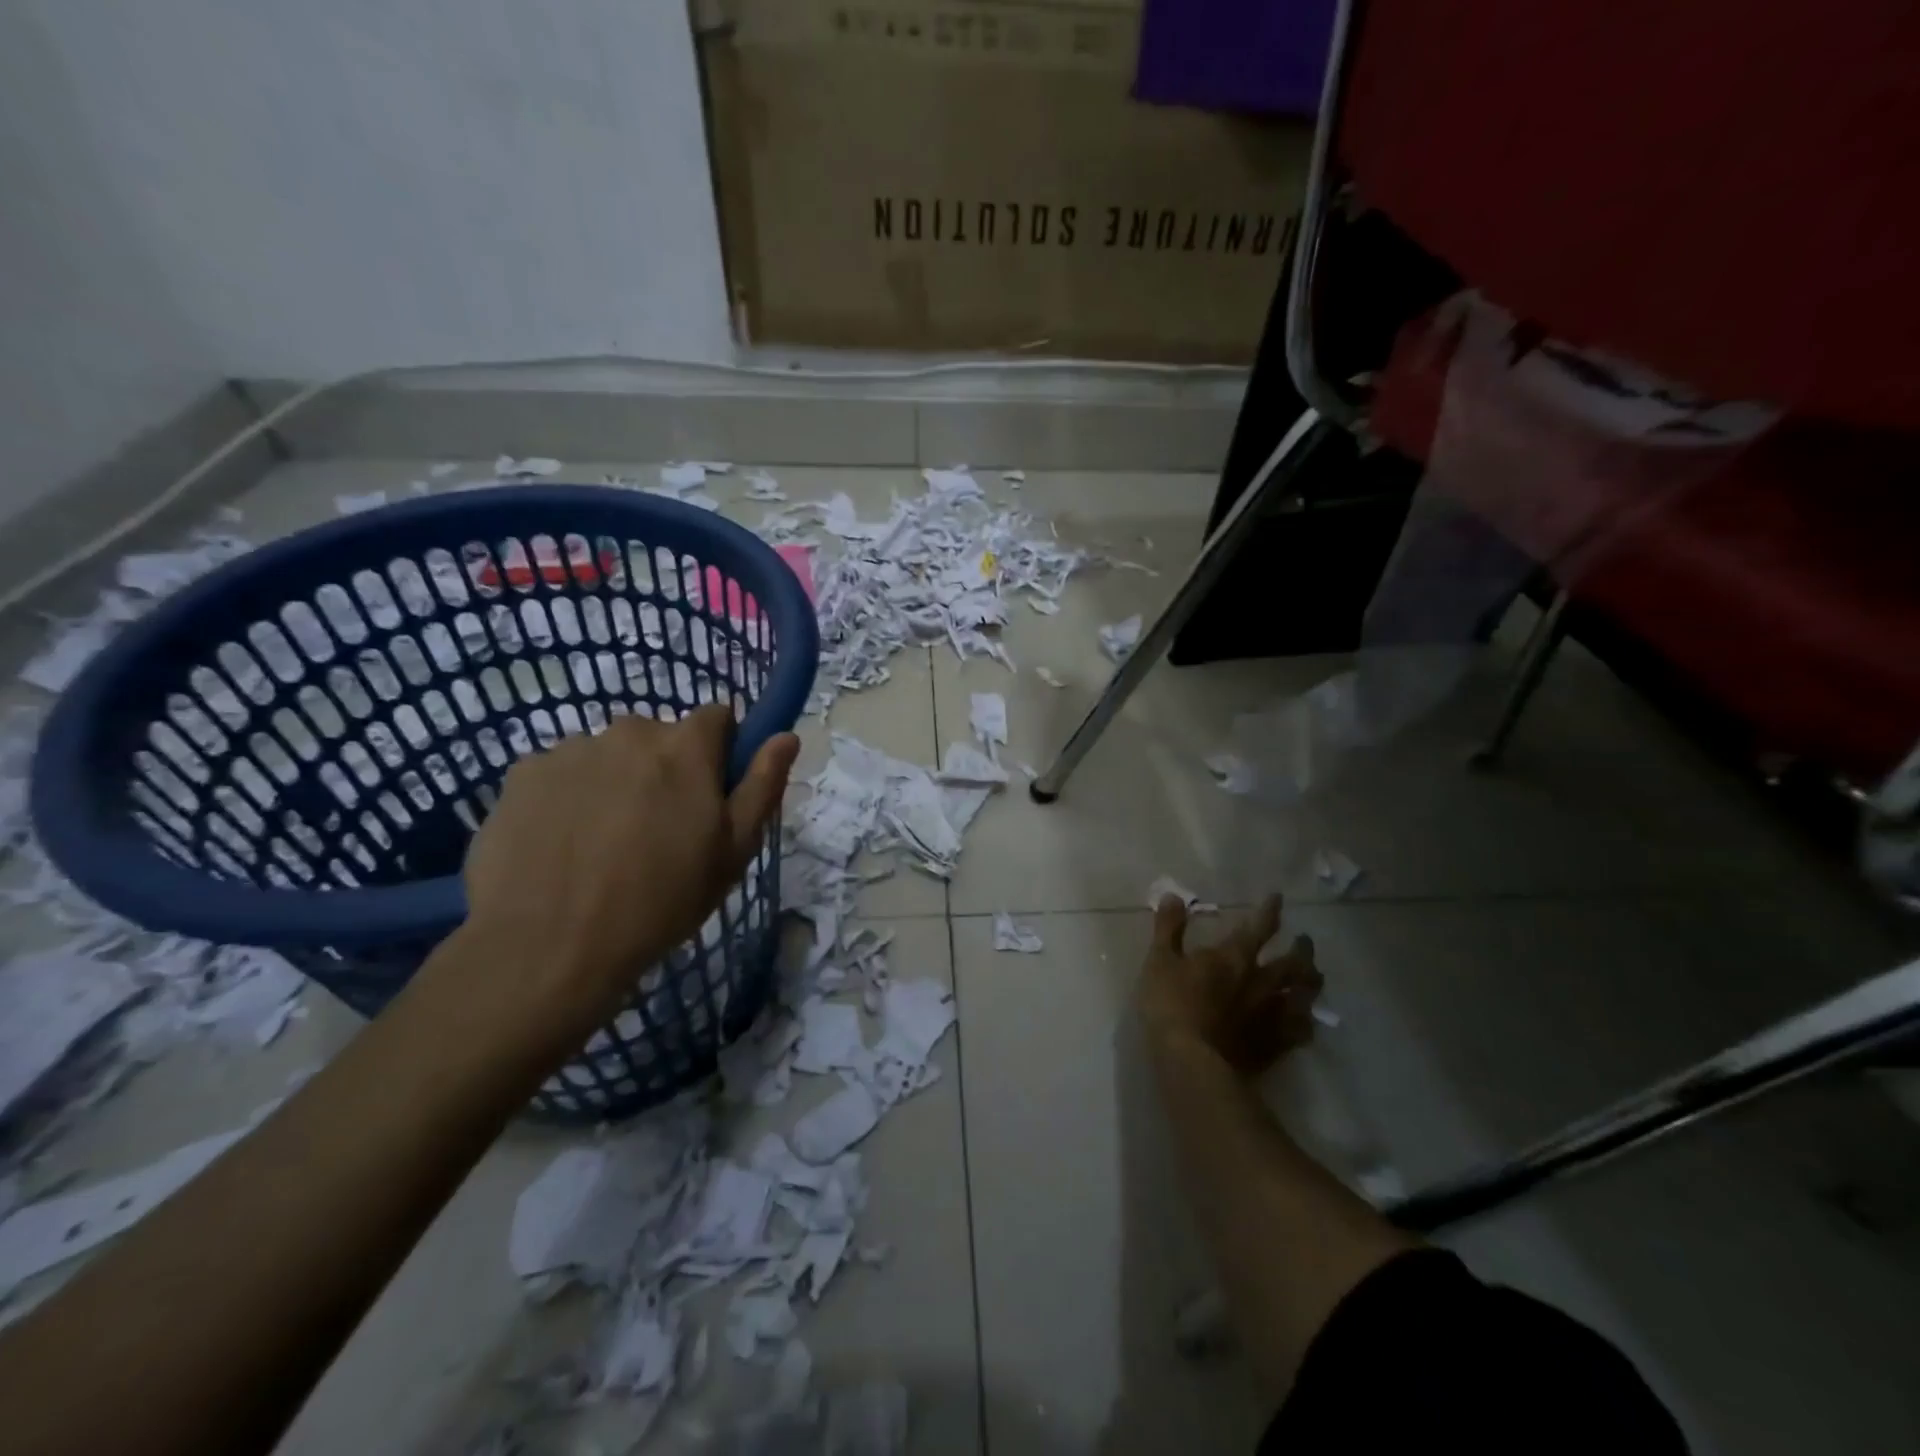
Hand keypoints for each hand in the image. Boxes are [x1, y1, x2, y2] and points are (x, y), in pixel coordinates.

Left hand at [447, 706, 799, 1058]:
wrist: (550, 947)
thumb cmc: (661, 900)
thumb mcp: (733, 852)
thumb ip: (763, 785)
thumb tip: (786, 736)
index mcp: (685, 746)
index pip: (717, 717)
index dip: (721, 752)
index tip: (711, 793)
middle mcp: (628, 731)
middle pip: (658, 738)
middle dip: (664, 770)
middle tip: (657, 830)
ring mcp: (570, 750)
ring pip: (607, 757)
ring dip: (614, 783)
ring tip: (603, 845)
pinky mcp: (521, 774)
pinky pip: (560, 775)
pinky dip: (567, 798)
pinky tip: (563, 846)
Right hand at [1139, 894, 1321, 1075]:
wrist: (1192, 1061)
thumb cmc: (1171, 1005)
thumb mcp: (1160, 960)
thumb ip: (1168, 928)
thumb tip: (1173, 895)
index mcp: (1235, 957)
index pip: (1260, 927)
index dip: (1270, 910)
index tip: (1278, 898)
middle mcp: (1262, 982)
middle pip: (1294, 962)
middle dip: (1302, 948)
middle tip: (1305, 941)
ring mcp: (1272, 1015)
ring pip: (1304, 995)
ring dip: (1311, 982)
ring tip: (1313, 977)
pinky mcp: (1275, 1045)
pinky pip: (1301, 1031)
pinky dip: (1307, 1023)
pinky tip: (1307, 1022)